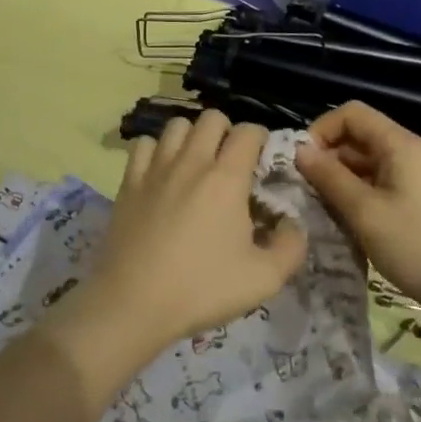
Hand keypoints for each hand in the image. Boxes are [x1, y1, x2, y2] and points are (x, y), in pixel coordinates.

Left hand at [80, 112, 307, 351]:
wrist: (133, 304)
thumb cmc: (202, 289)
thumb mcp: (264, 279)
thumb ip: (291, 247)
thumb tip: (292, 223)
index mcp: (227, 178)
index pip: (248, 131)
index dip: (260, 139)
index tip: (262, 161)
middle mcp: (191, 161)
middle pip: (211, 117)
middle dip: (227, 131)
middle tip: (230, 162)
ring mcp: (156, 168)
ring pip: (177, 125)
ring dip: (192, 136)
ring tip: (197, 163)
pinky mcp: (128, 182)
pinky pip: (144, 144)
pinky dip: (157, 150)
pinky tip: (162, 173)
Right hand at [295, 101, 420, 318]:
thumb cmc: (415, 245)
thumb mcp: (365, 211)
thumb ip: (329, 177)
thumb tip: (299, 150)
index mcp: (398, 144)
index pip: (351, 114)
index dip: (322, 130)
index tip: (302, 162)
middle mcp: (404, 152)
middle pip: (355, 136)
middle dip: (326, 157)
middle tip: (303, 190)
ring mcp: (408, 176)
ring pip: (361, 162)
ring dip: (337, 179)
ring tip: (317, 207)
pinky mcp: (409, 198)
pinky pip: (372, 183)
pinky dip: (352, 194)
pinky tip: (339, 219)